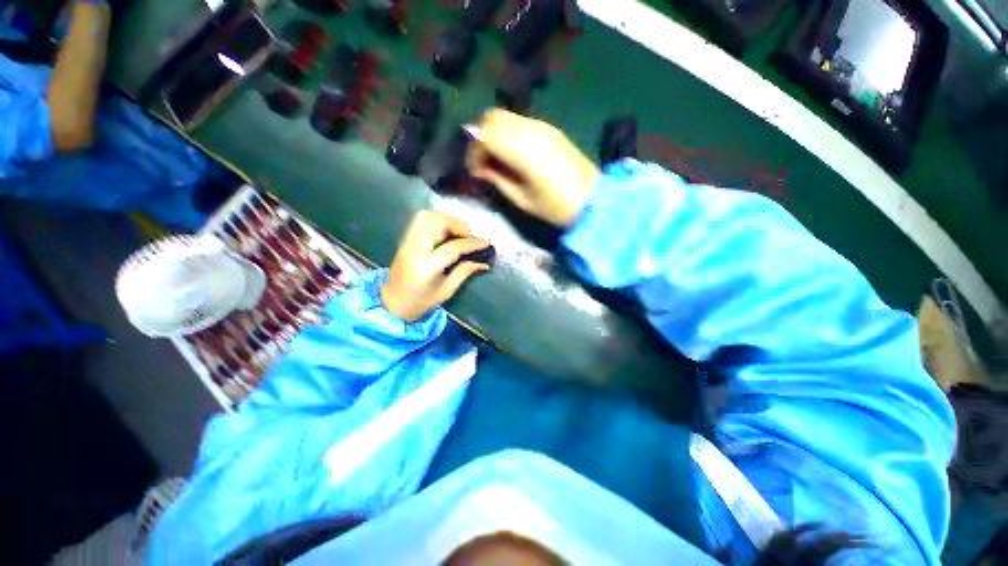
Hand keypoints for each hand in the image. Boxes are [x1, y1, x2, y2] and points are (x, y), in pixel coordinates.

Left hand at [381, 211, 491, 322]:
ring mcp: (407, 242)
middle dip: (459, 226)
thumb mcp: (446, 290)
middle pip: (438, 223)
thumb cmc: (421, 302)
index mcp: (426, 266)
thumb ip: (465, 272)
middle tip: (470, 236)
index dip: (473, 243)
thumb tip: (485, 262)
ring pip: (428, 216)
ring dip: (447, 219)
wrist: (392, 304)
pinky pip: (420, 220)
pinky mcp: (405, 239)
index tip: (487, 242)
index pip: (453, 247)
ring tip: (459, 231)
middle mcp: (415, 249)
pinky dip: (436, 219)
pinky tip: (446, 229)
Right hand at [466, 109, 599, 226]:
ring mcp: (543, 126)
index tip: (474, 171)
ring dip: (494, 133)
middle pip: (492, 117)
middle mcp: (531, 130)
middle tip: (482, 162)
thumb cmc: (556, 207)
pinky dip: (508, 132)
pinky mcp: (550, 128)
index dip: (473, 151)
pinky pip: (520, 121)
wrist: (593, 200)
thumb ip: (498, 179)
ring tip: (496, 158)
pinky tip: (512, 152)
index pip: (484, 135)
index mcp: (523, 151)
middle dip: (480, 137)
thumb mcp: (522, 199)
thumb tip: (481, 168)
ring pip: (506, 116)